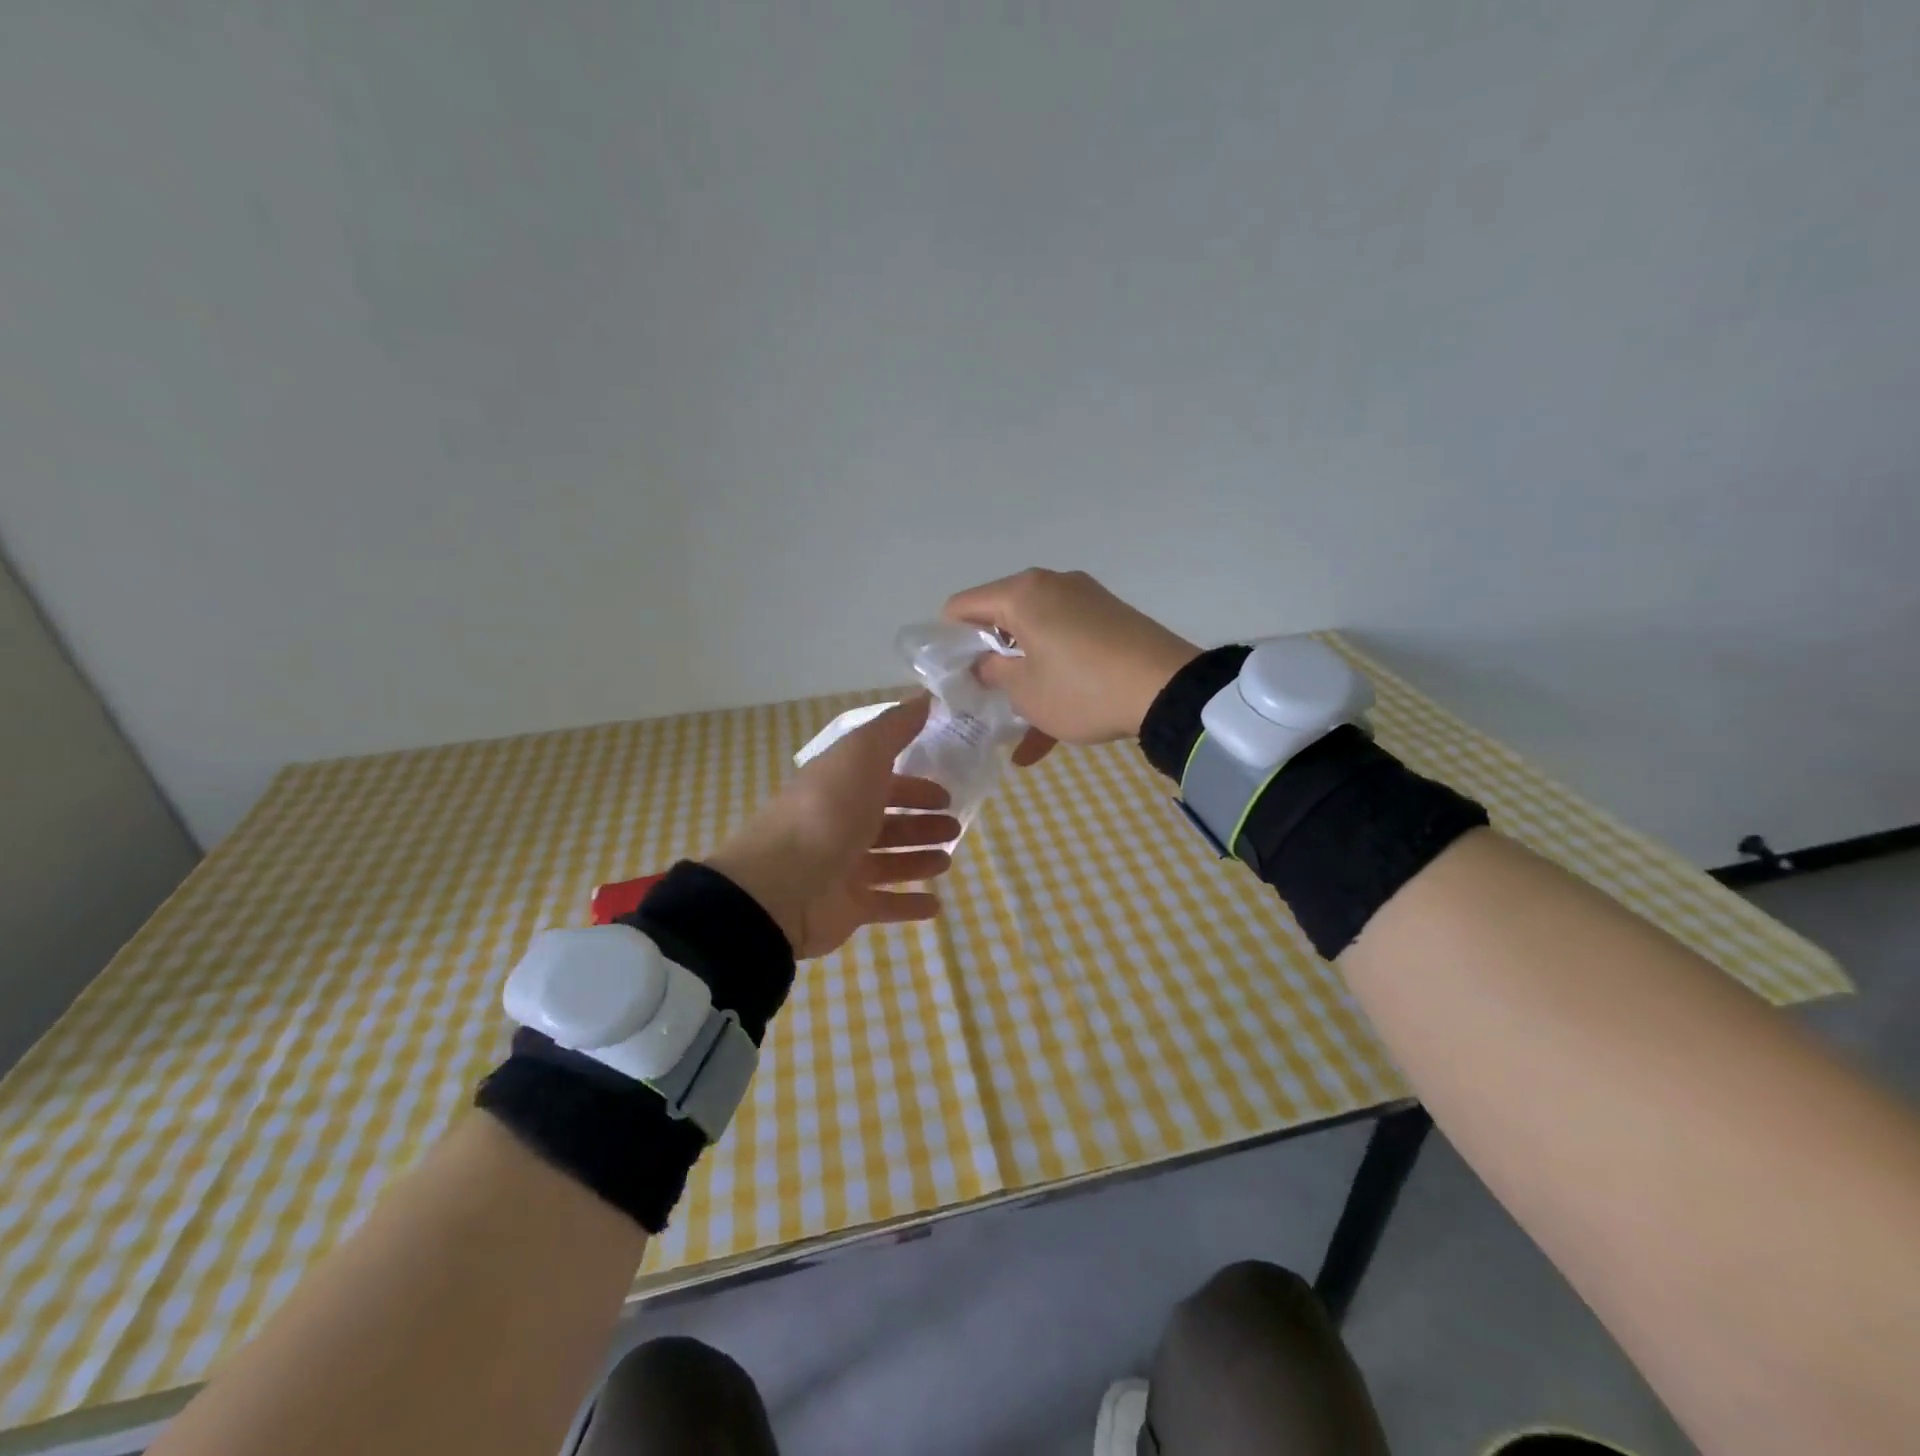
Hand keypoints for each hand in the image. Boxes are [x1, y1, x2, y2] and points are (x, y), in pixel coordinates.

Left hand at [705, 697, 958, 958]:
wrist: (781, 886)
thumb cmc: (827, 813)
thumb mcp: (862, 755)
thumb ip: (895, 728)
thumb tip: (925, 696)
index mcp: (842, 787)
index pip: (884, 781)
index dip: (915, 785)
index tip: (947, 791)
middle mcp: (841, 825)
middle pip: (888, 822)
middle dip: (922, 823)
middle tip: (954, 826)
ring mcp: (842, 869)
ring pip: (889, 862)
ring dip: (919, 860)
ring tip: (947, 861)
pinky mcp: (846, 908)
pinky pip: (884, 905)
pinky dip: (909, 906)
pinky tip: (936, 905)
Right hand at [942, 569, 1199, 765]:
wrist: (1168, 689)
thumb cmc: (1081, 689)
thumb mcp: (1024, 691)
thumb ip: (993, 672)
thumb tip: (986, 662)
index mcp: (1021, 593)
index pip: (962, 606)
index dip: (948, 640)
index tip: (950, 674)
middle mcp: (1051, 585)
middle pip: (1002, 619)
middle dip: (989, 659)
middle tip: (982, 696)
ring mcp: (1085, 600)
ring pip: (1037, 638)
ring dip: (1025, 678)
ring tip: (1018, 729)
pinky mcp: (1110, 620)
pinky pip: (1068, 646)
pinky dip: (1055, 677)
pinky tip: (1050, 731)